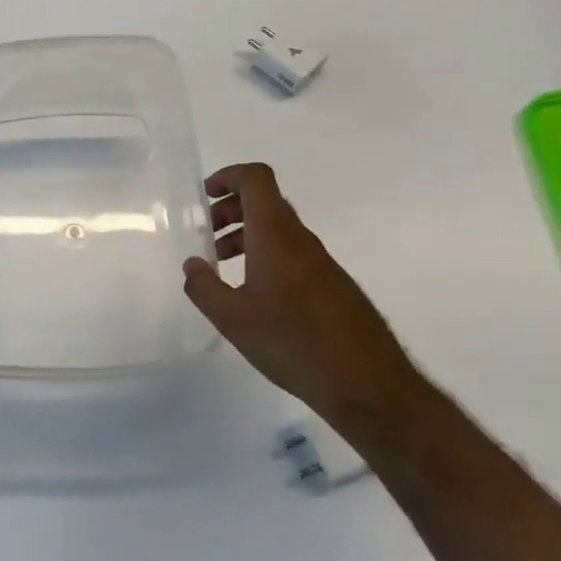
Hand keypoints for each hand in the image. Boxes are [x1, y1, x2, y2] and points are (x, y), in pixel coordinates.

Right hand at [183, 163, 422, 437]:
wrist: (368, 385)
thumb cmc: (293, 343)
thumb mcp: (233, 319)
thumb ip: (204, 288)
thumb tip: (192, 264)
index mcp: (275, 236)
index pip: (256, 179)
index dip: (228, 176)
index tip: (204, 197)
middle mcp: (300, 239)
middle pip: (265, 201)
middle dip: (230, 209)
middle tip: (205, 233)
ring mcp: (321, 262)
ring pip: (278, 230)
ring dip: (246, 235)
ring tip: (222, 266)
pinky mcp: (333, 286)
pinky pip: (292, 253)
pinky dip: (265, 257)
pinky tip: (254, 295)